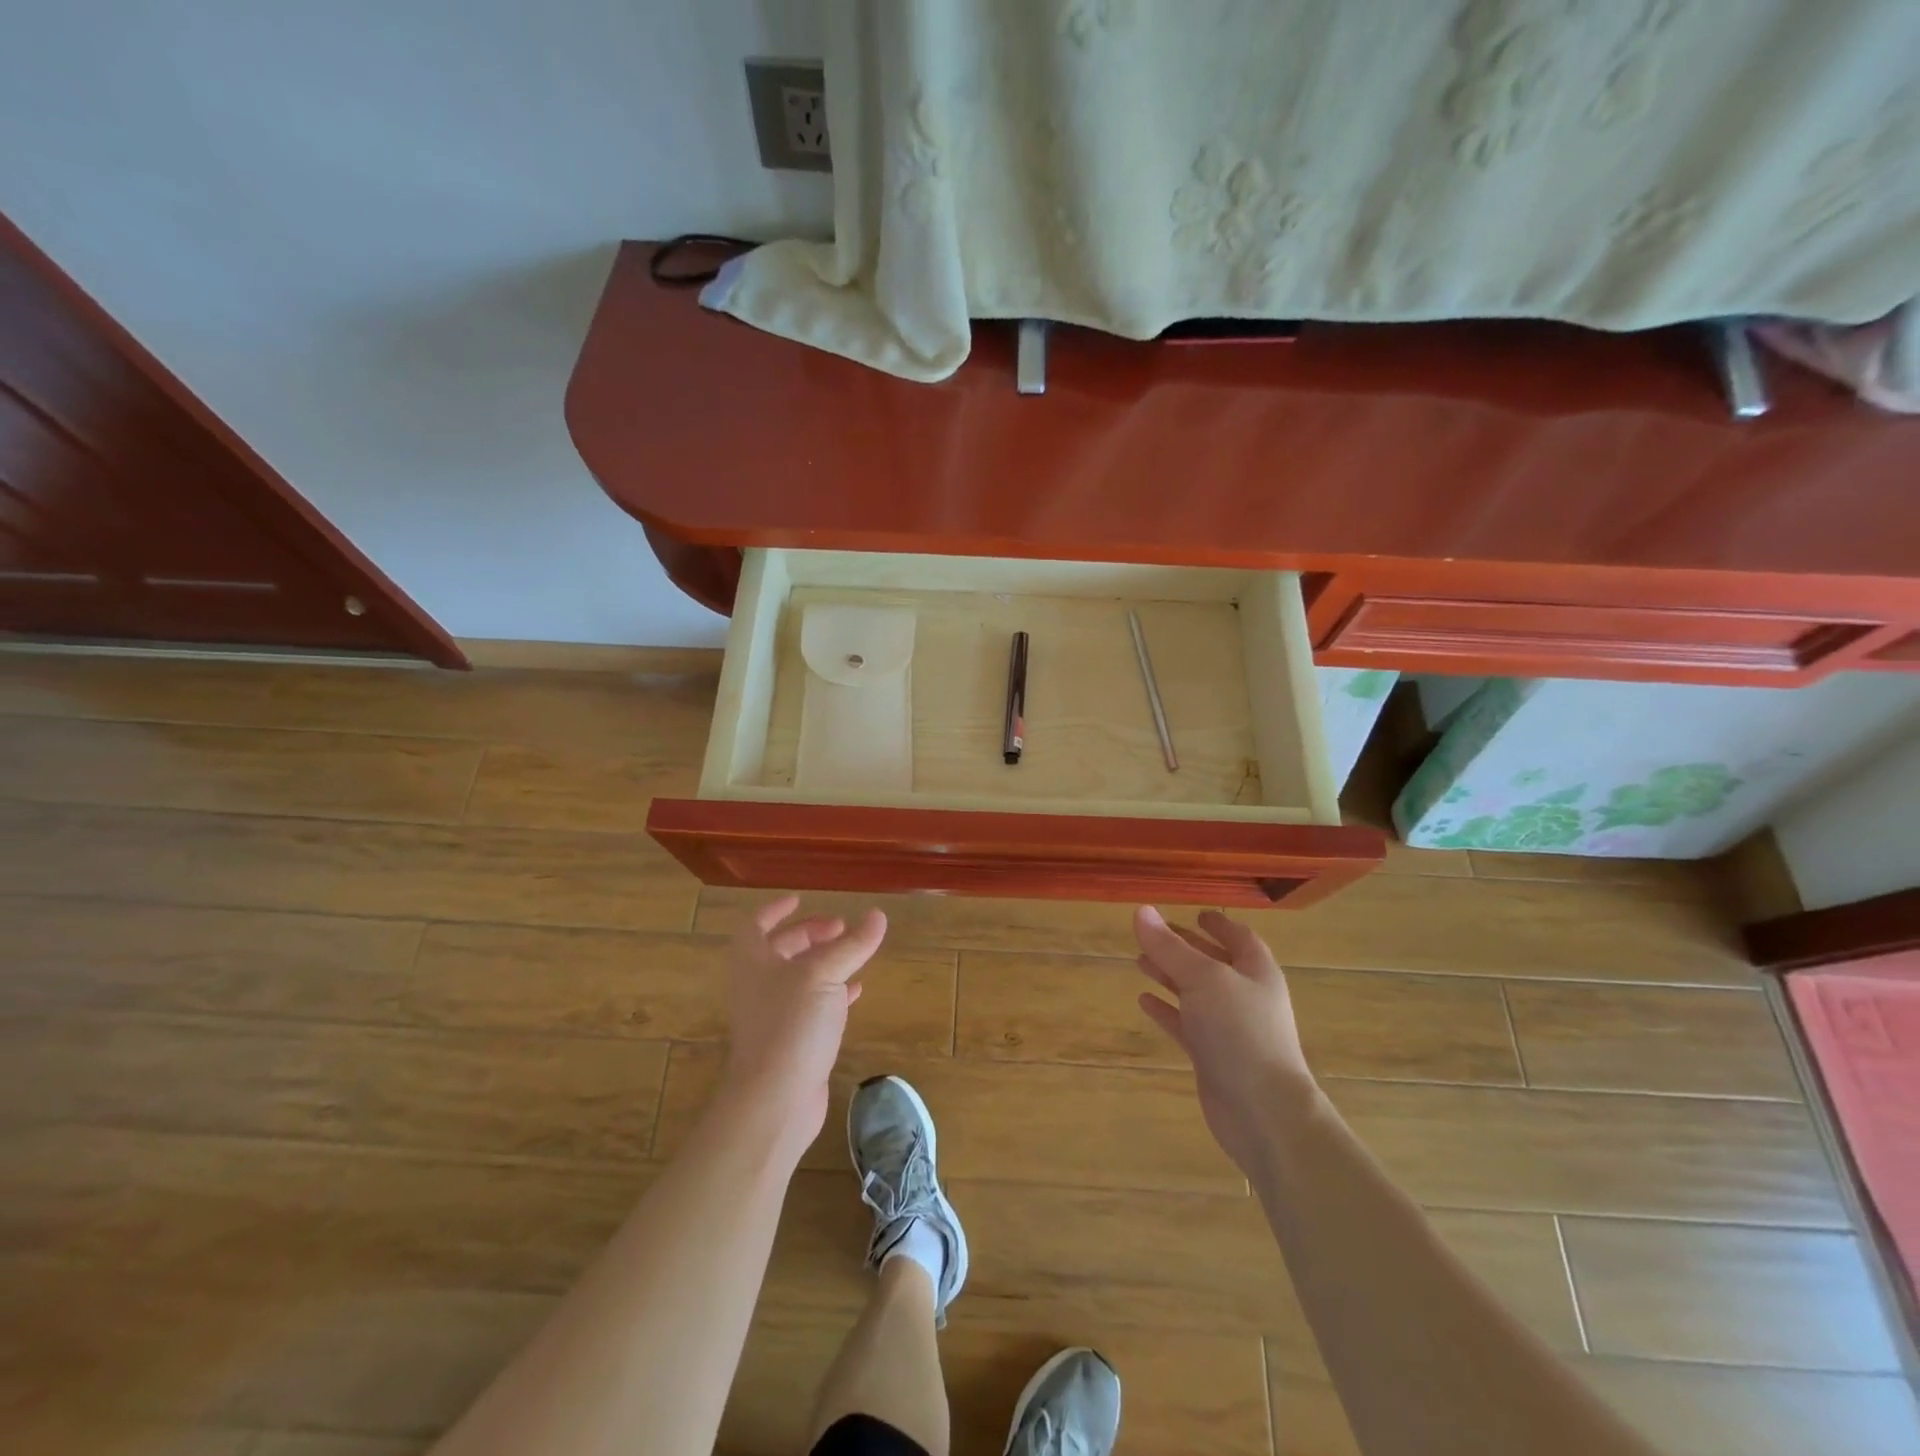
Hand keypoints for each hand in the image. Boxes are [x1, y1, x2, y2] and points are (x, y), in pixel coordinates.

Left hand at [721, 895, 887, 1147]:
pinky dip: (833, 992)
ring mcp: (772, 1016)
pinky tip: (857, 990)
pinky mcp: (790, 1042)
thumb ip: (852, 945)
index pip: (757, 925)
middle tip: (841, 927)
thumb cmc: (790, 1024)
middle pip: (780, 949)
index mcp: (752, 961)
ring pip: (798, 978)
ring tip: (853, 951)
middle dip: (809, 934)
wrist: (774, 1100)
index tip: (800, 899)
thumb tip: (877, 915)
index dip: (776, 910)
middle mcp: (757, 985)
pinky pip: (812, 1006)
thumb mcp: (824, 975)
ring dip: (823, 962)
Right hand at [1134, 906, 1321, 1173]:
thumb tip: (1140, 911)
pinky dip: (1167, 1010)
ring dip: (1171, 976)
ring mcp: (1230, 1028)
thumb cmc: (1240, 1032)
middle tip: (1152, 935)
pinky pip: (1187, 1024)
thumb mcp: (1202, 979)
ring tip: (1140, 960)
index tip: (1194, 913)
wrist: (1264, 1112)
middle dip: (1185, 948)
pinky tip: (1144, 1000)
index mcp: (1256, 971)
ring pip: (1196, 993)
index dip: (1218, 924)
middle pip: (1214, 962)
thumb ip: (1170, 946)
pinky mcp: (1214, 1056)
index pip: (1239, 937)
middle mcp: (1246, 996)